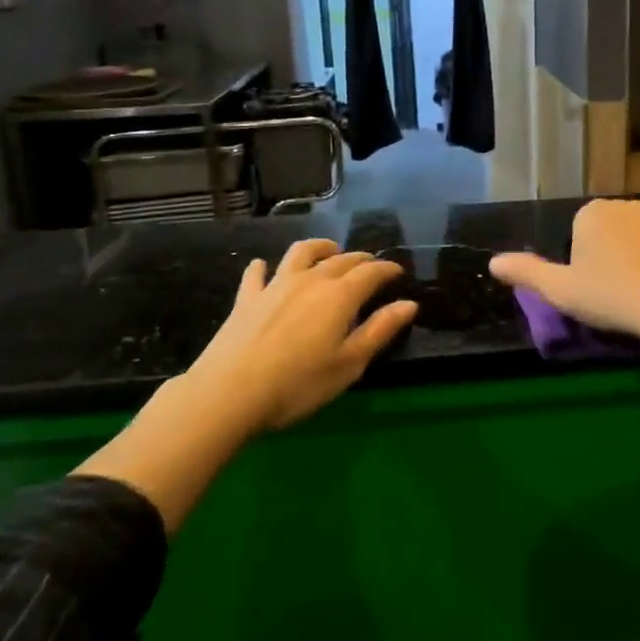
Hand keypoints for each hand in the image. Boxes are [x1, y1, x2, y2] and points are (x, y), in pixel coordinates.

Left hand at [184, 239, 418, 432]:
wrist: (230, 393)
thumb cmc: (298, 384)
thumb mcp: (349, 364)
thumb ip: (379, 330)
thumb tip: (409, 304)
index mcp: (340, 296)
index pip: (371, 272)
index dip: (387, 269)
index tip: (398, 272)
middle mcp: (310, 280)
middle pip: (340, 259)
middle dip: (360, 259)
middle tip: (371, 265)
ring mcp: (275, 285)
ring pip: (301, 253)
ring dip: (319, 248)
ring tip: (329, 251)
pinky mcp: (247, 298)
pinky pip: (257, 273)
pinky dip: (264, 267)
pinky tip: (264, 267)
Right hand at [488, 193, 639, 348]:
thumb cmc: (610, 295)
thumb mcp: (560, 291)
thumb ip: (526, 273)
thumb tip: (493, 262)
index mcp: (592, 213)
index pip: (578, 228)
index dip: (579, 255)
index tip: (586, 283)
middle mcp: (625, 206)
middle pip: (609, 223)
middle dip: (607, 246)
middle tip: (607, 285)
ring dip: (637, 243)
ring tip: (635, 278)